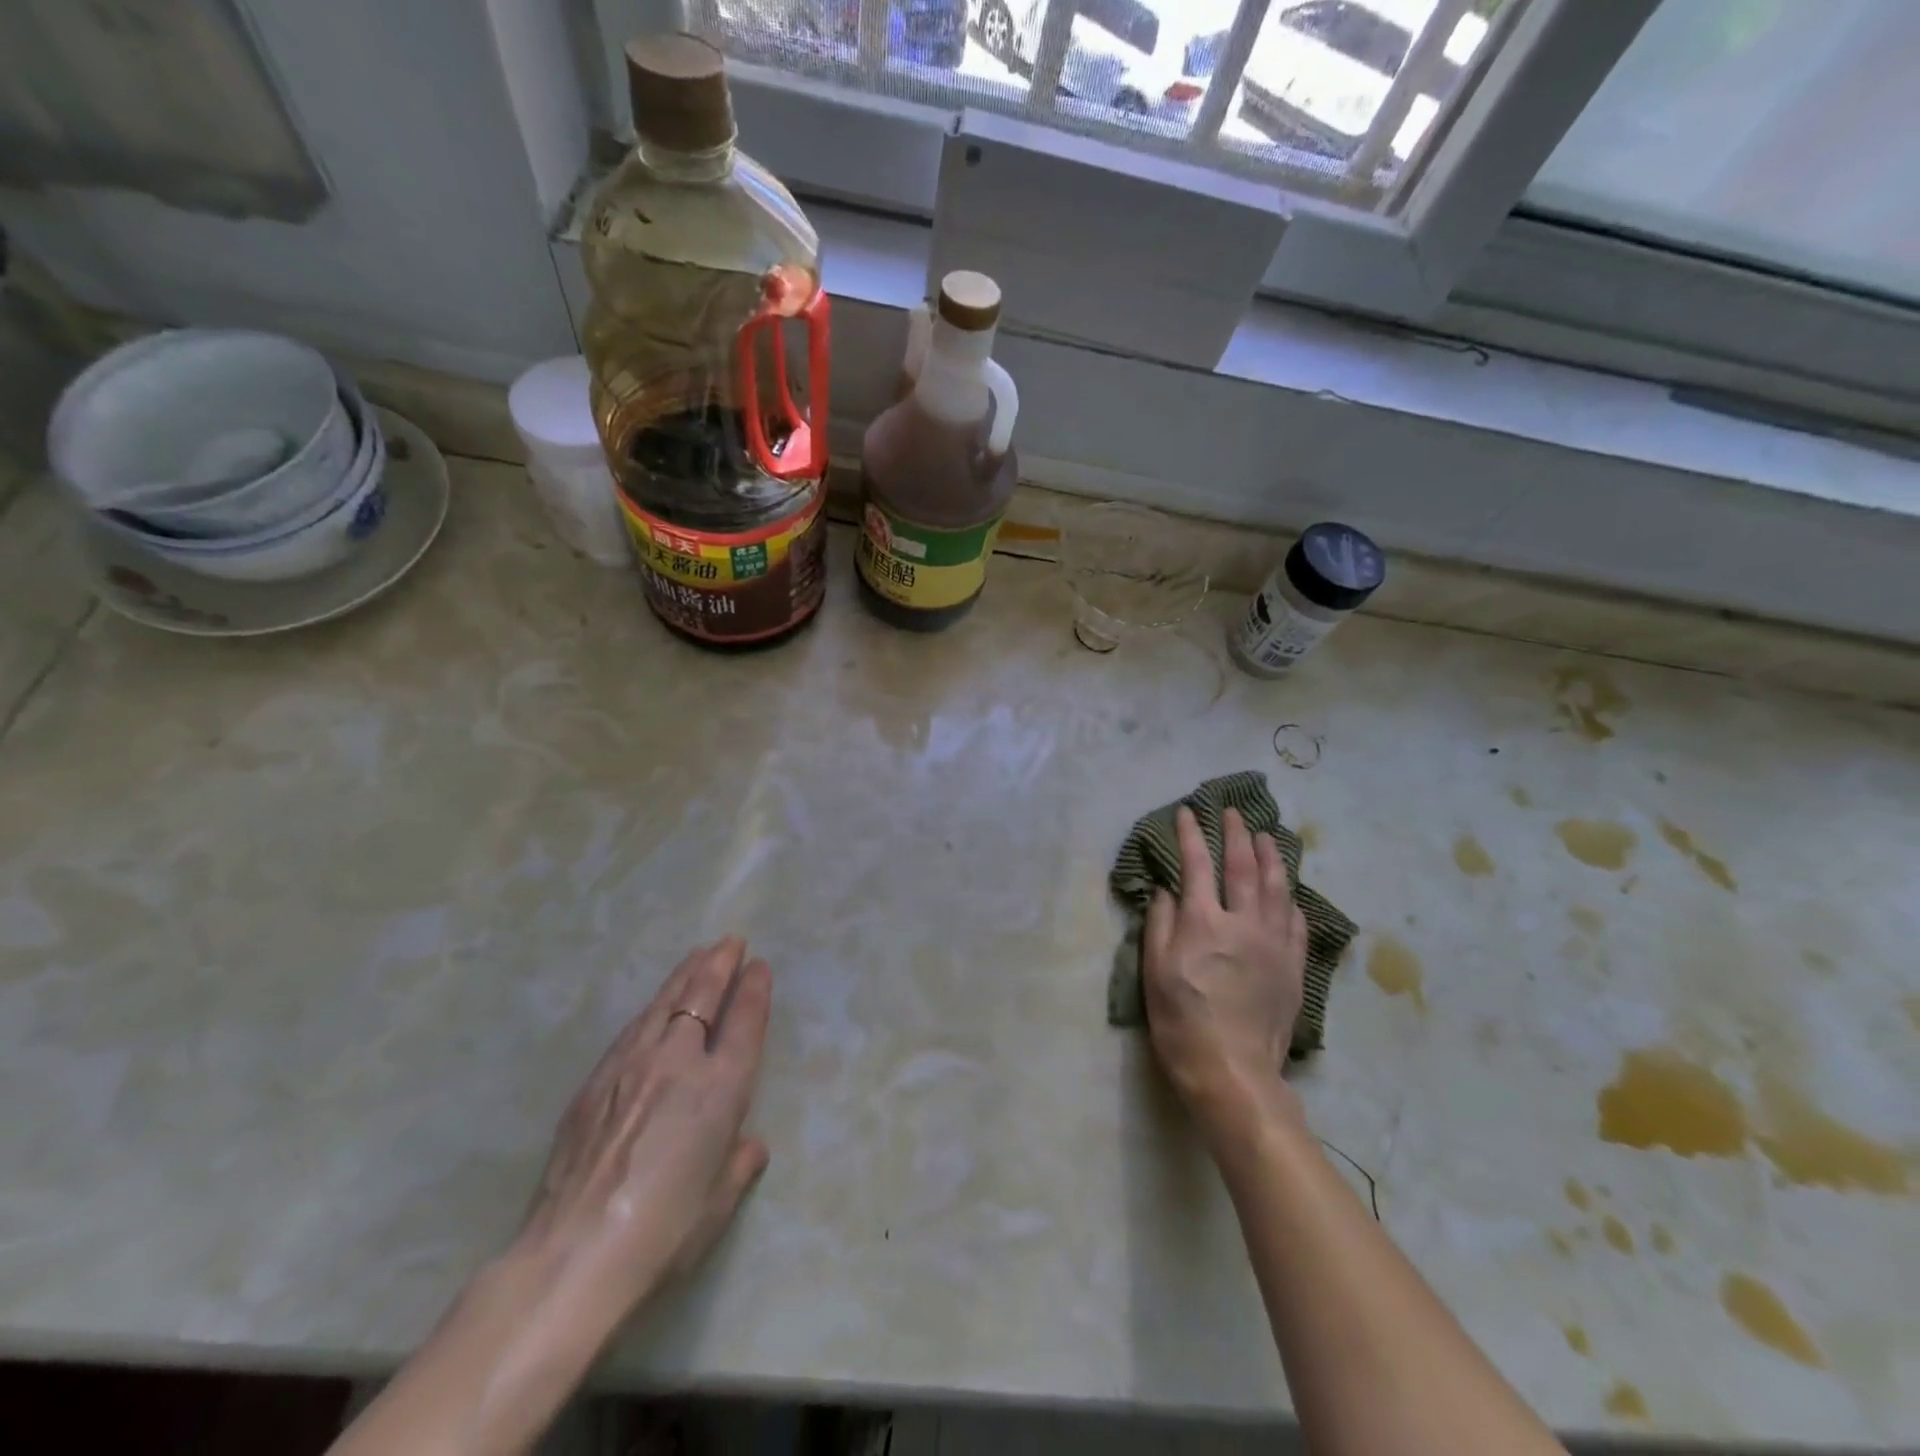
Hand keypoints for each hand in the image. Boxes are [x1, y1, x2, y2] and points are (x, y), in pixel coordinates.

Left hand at [517, 937, 771, 1323]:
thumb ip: (739, 1163)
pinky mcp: (595, 1081)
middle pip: (702, 996)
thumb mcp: (719, 1202)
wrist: (573, 1257)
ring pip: (664, 1003)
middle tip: (730, 941)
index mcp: (721, 1088)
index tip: (759, 965)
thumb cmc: (664, 1233)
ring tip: (697, 955)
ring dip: (685, 974)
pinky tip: (653, 1006)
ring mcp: (632, 1065)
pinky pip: (633, 1028)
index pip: (745, 1021)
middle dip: (720, 963)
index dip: (754, 988)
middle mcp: (679, 1062)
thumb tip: (748, 1144)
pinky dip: (652, 1007)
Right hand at [1143, 806, 1306, 1144]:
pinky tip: (1288, 890)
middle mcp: (1244, 923)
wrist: (1233, 1071)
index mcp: (1204, 922)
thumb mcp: (1155, 971)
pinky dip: (1290, 898)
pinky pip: (1296, 921)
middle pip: (1243, 867)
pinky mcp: (1294, 966)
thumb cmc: (1181, 1021)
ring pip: (1277, 887)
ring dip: (1271, 856)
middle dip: (1236, 834)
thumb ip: (1161, 923)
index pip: (1197, 865)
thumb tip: (1167, 889)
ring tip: (1266, 836)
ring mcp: (1275, 943)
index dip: (1191, 835)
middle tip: (1233, 812)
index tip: (1187, 811)